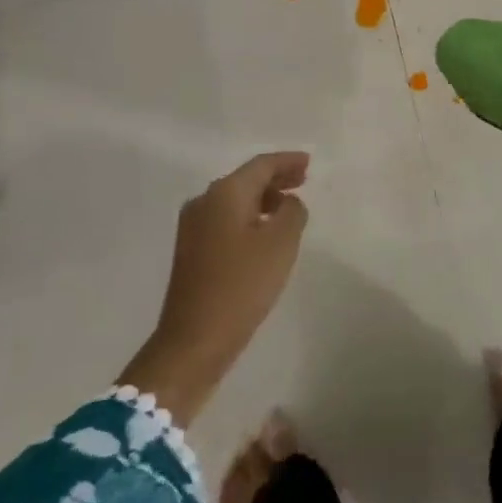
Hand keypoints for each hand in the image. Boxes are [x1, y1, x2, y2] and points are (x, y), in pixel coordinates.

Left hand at [119, 152, 309, 424]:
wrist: (193, 341)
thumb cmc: (241, 286)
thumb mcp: (280, 244)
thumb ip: (292, 212)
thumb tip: (288, 203)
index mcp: (224, 193)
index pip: (261, 165)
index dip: (287, 161)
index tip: (310, 163)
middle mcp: (204, 202)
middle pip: (245, 179)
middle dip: (275, 178)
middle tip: (303, 179)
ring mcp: (193, 227)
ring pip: (235, 201)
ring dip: (263, 199)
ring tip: (289, 207)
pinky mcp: (192, 251)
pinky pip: (226, 220)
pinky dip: (249, 217)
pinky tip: (265, 232)